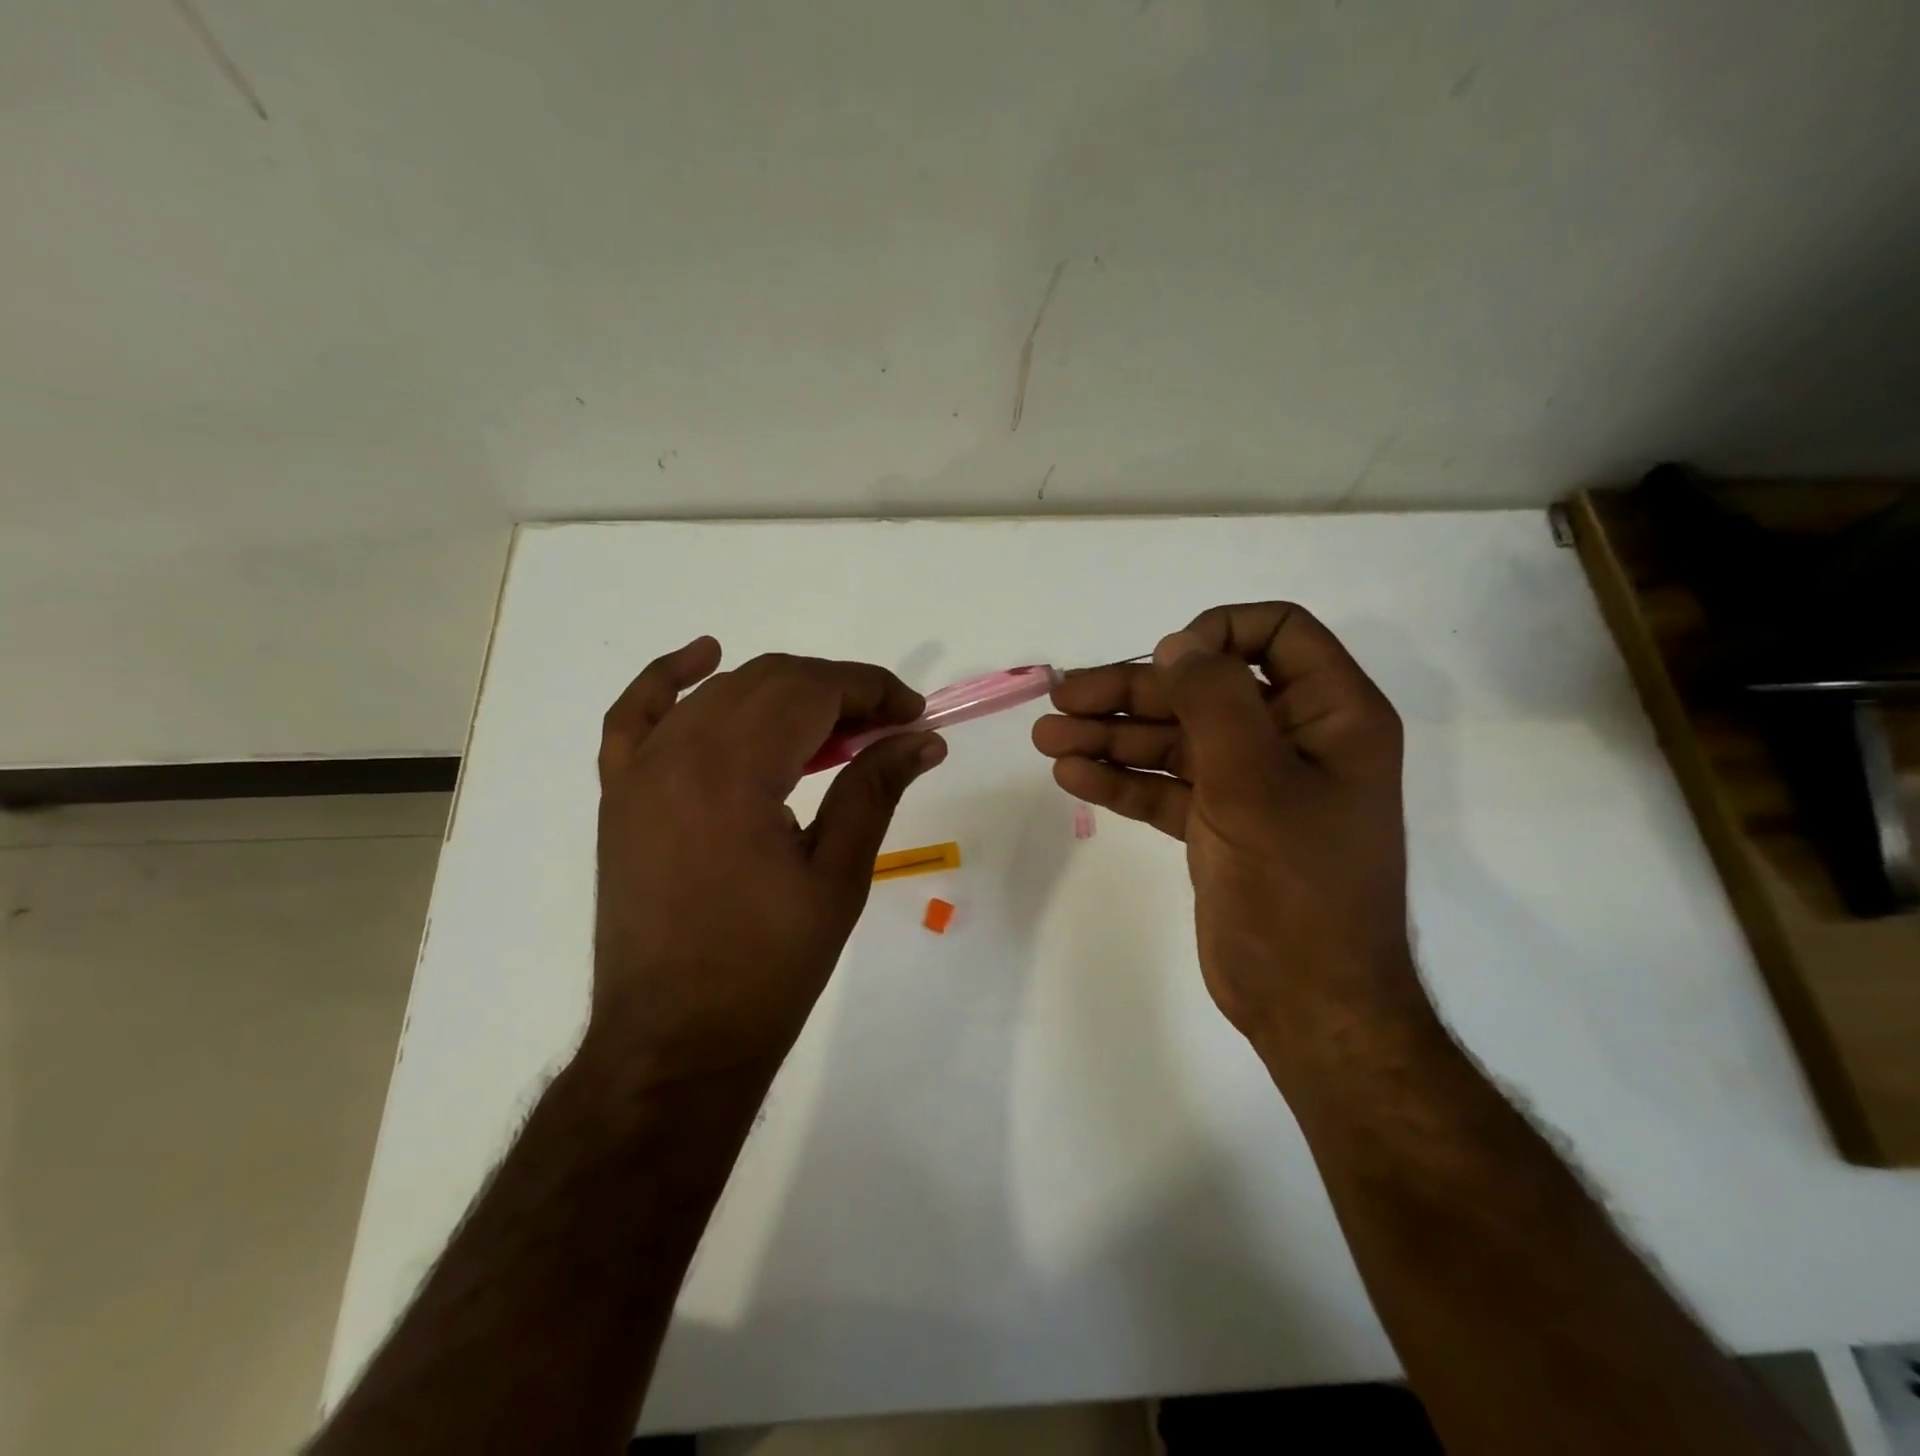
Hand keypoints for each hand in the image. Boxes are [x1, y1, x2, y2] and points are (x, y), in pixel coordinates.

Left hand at [590, 638, 944, 1084]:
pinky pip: (637, 714)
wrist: (673, 1042)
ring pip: (720, 693)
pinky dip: (670, 678)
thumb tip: (923, 738)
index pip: (812, 691)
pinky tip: (704, 656)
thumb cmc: (766, 970)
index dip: (872, 690)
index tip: (913, 714)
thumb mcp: (837, 878)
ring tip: (832, 726)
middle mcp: (679, 753)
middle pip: (770, 681)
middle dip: (837, 689)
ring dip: (782, 692)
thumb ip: (875, 790)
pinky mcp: (621, 794)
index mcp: (734, 773)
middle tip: (885, 728)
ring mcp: (640, 771)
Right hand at [1032, 603, 1423, 1068]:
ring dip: (1111, 736)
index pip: (1276, 634)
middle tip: (1062, 699)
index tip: (1166, 663)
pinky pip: (1165, 786)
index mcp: (1329, 715)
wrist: (1309, 1002)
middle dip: (1131, 693)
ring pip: (1175, 740)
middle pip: (1203, 690)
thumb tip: (1178, 644)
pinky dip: (1121, 779)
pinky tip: (1072, 775)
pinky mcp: (1218, 825)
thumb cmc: (1296, 885)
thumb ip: (1215, 700)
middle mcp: (1291, 740)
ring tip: (1047, 738)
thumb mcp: (1256, 781)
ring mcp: (1251, 784)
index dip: (1217, 634)